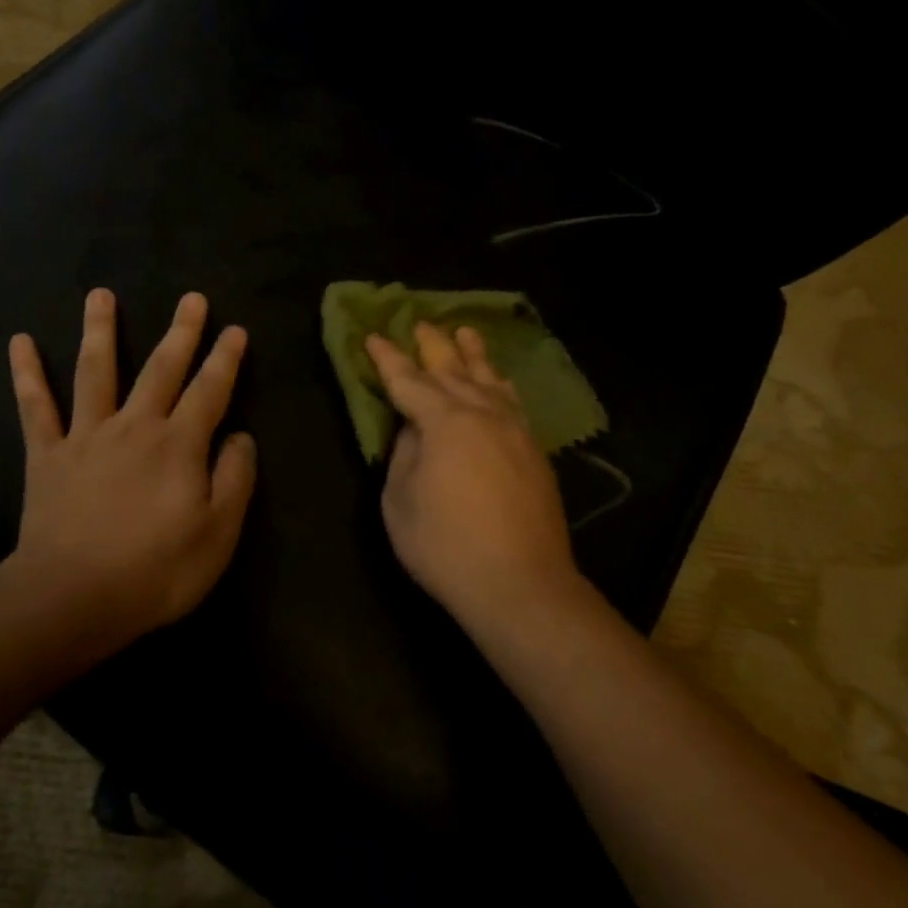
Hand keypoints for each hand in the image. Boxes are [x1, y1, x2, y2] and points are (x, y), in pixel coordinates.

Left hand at [6, 288, 256, 645]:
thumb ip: (234, 480)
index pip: (210, 391)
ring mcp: (87, 436)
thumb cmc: (155, 572)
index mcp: (178, 445)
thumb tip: (240, 436)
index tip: (235, 330)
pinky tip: (20, 341)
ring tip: (100, 293)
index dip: (226, 359)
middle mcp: (134, 427)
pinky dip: (27, 374)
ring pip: (96, 371)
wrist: (72, 599)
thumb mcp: (218, 535)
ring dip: (100, 330)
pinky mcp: (48, 455)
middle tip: (191, 298)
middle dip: (180, 332)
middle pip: (161, 369)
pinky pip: (35, 408)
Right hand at [366, 323, 579, 632]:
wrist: (520, 585)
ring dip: (473, 354)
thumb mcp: (399, 501)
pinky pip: (513, 402)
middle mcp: (483, 414)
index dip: (388, 359)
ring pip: (490, 380)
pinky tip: (498, 381)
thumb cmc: (445, 545)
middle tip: (419, 323)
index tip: (373, 337)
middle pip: (453, 370)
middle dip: (433, 345)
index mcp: (444, 422)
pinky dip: (500, 384)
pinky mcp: (535, 452)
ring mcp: (515, 431)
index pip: (409, 381)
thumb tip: (413, 428)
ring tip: (464, 332)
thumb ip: (403, 454)